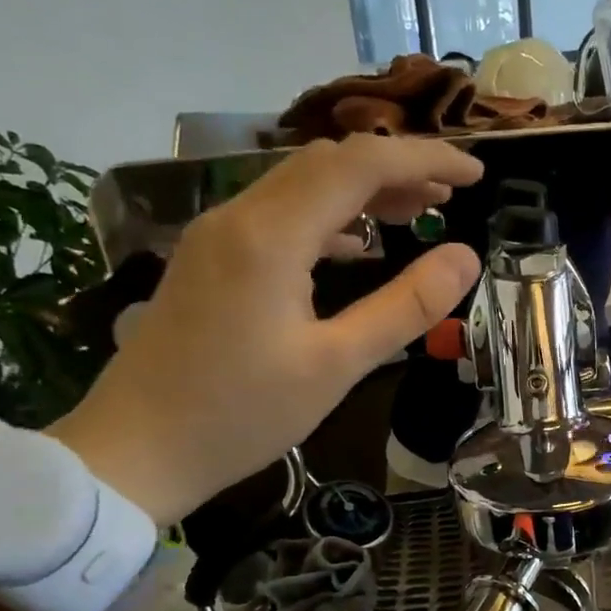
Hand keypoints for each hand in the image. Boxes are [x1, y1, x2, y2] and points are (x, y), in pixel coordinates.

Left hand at [52, 134, 482, 523]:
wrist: (134, 450)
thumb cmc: (240, 415)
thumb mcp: (336, 366)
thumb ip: (405, 307)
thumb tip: (466, 258)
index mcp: (271, 236)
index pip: (360, 164)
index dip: (424, 159)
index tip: (476, 177)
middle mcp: (239, 217)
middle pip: (328, 162)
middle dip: (397, 168)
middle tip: (452, 197)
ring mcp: (217, 236)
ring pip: (301, 186)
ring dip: (363, 191)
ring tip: (418, 213)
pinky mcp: (209, 260)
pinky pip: (279, 216)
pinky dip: (329, 219)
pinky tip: (358, 248)